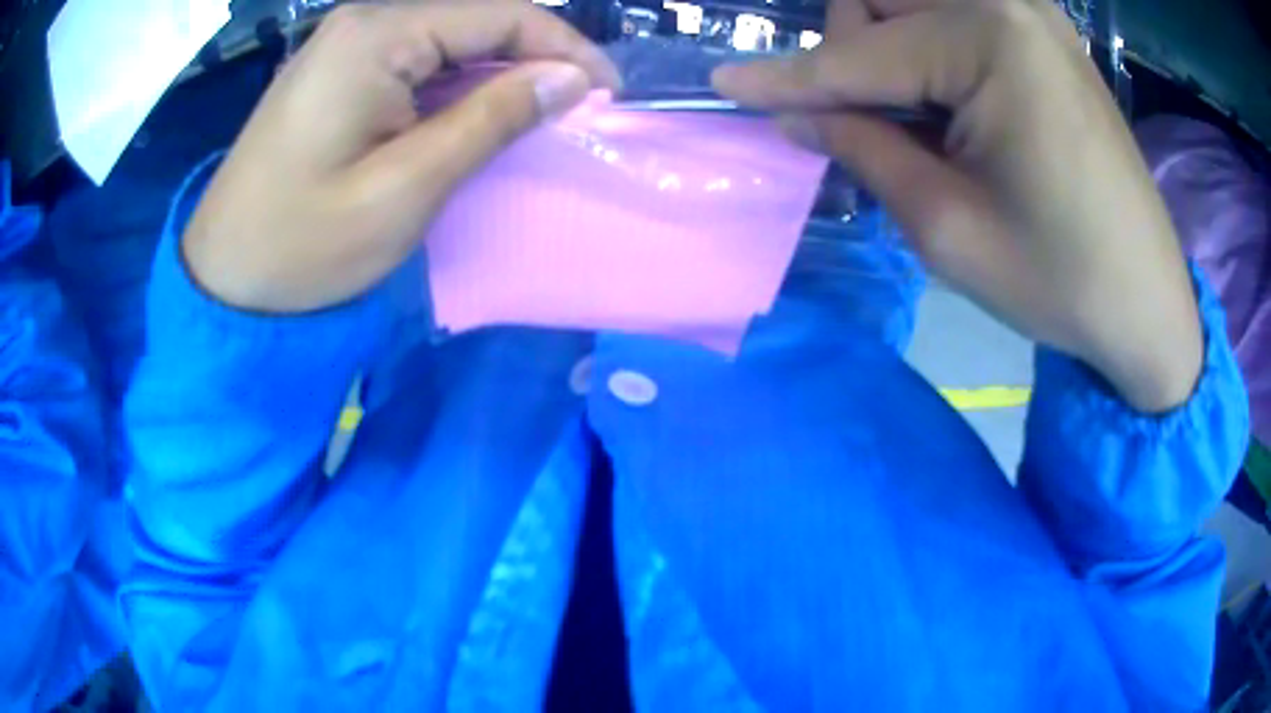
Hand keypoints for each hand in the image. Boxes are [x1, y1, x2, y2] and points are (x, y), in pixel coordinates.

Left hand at [182, 1, 618, 313]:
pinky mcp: (337, 74)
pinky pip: (415, 64)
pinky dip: (455, 89)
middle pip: (474, 22)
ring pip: (448, 43)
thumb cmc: (304, 245)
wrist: (224, 281)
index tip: (609, 94)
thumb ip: (491, 120)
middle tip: (579, 111)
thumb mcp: (406, 187)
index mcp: (376, 34)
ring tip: (538, 117)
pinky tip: (475, 118)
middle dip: (534, 59)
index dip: (565, 47)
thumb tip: (569, 79)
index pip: (498, 15)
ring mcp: (345, 46)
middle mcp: (363, 21)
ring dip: (497, 75)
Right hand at [713, 0, 1201, 412]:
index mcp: (989, 38)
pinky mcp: (1046, 34)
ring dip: (889, 49)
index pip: (860, 55)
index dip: (788, 78)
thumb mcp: (949, 228)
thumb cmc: (1063, 280)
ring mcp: (1032, 12)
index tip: (722, 83)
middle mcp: (1007, 1)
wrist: (1149, 303)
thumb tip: (791, 111)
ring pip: (912, 3)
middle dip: (853, 53)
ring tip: (918, 123)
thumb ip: (864, 150)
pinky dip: (929, 49)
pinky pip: (956, 17)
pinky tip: (949, 103)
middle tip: (870, 127)